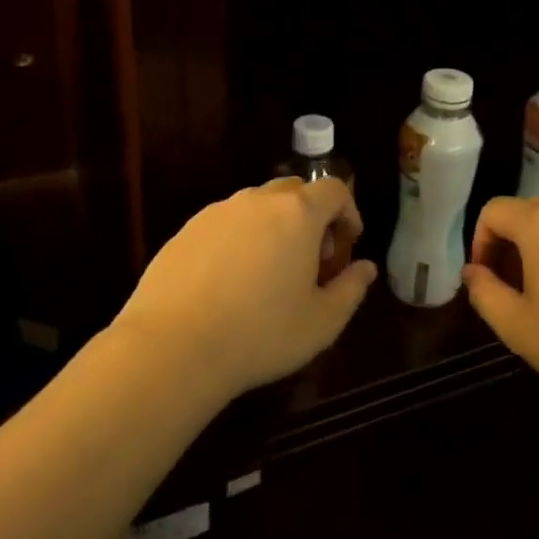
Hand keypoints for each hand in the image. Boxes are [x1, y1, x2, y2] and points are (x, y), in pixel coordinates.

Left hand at [111, 177, 377, 400]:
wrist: (173, 348)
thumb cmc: (261, 334)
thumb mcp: (322, 322)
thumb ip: (351, 288)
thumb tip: (365, 268)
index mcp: (297, 214)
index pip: (334, 190)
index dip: (347, 213)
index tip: (346, 246)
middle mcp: (257, 201)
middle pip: (294, 192)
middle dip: (311, 218)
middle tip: (311, 261)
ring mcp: (216, 213)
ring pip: (256, 207)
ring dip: (273, 228)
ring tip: (269, 275)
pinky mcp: (185, 231)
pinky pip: (224, 225)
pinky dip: (239, 242)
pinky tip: (230, 283)